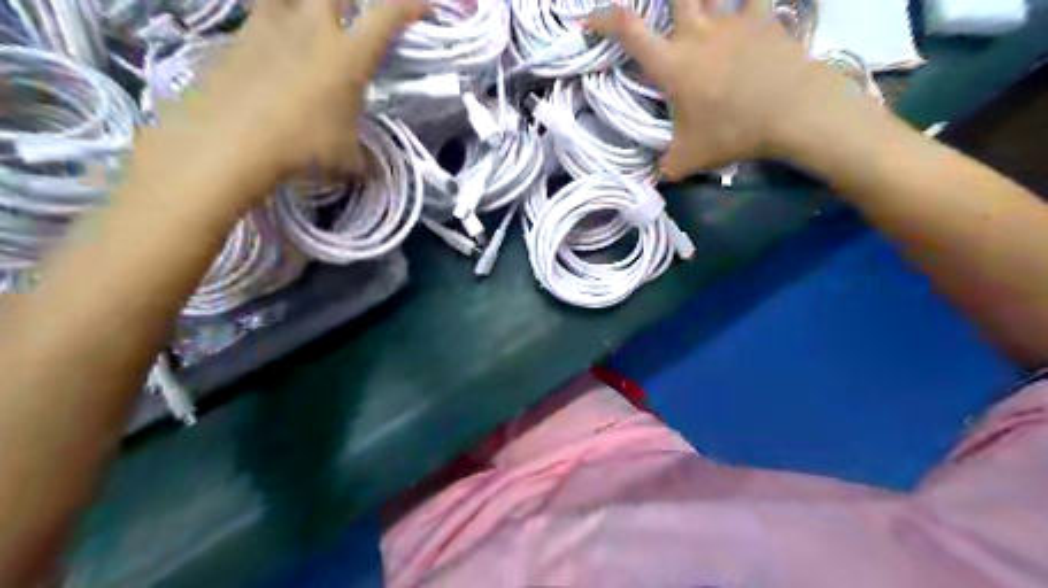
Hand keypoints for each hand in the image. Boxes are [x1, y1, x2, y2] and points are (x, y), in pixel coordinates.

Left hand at [134, 0, 427, 205]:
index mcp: (348, 55)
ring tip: (306, 19)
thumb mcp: (346, 159)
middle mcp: (312, 27)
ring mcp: (269, 26)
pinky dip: (271, 26)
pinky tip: (271, 51)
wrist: (228, 141)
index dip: (409, 5)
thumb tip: (368, 167)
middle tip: (352, 13)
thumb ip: (362, 156)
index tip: (423, 5)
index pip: (387, 15)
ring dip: (302, 5)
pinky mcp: (236, 36)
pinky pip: (259, 17)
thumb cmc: (302, 148)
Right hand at [593, 0, 873, 178]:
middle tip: (663, 11)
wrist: (792, 112)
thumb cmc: (733, 132)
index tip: (588, 19)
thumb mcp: (689, 159)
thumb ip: (666, 166)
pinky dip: (748, 0)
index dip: (603, 19)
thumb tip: (654, 179)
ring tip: (701, 9)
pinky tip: (748, 7)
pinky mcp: (763, 18)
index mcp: (671, 65)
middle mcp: (696, 34)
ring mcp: (731, 21)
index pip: (628, 31)